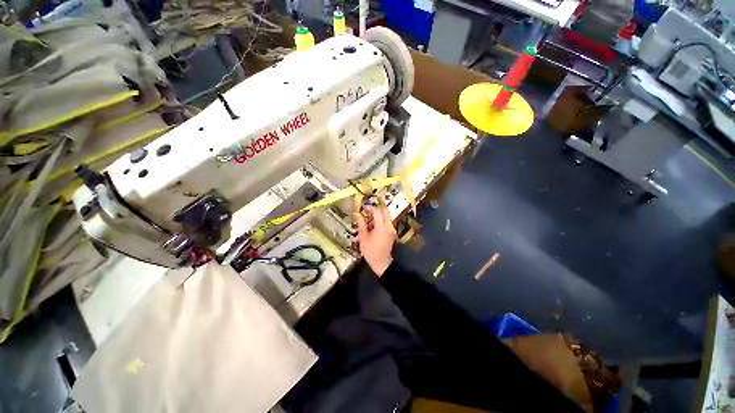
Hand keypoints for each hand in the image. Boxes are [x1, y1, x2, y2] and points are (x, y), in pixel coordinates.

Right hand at [355, 205, 395, 276]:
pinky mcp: (392, 233)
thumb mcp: (363, 238)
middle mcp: (389, 226)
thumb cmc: (370, 251)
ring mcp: (392, 229)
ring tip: (368, 218)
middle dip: (376, 209)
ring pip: (386, 216)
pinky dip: (380, 220)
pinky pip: (387, 222)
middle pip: (384, 211)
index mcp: (382, 227)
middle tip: (367, 211)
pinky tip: (373, 225)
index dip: (370, 208)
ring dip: (378, 215)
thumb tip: (358, 215)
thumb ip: (361, 225)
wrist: (381, 263)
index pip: (377, 211)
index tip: (363, 208)